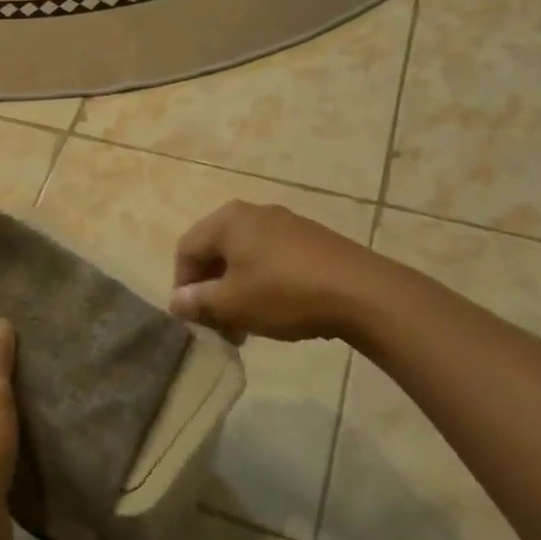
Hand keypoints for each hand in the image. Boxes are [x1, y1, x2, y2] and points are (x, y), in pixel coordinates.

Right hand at [170, 201, 396, 343]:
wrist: (363, 293)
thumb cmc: (284, 293)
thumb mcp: (232, 304)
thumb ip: (198, 302)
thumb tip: (177, 301)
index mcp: (227, 220)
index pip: (187, 250)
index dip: (182, 286)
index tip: (193, 318)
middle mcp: (253, 213)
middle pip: (216, 252)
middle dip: (212, 291)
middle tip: (220, 326)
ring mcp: (286, 223)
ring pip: (245, 258)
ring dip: (237, 291)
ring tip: (248, 326)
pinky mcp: (312, 240)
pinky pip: (273, 259)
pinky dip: (264, 284)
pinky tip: (278, 311)